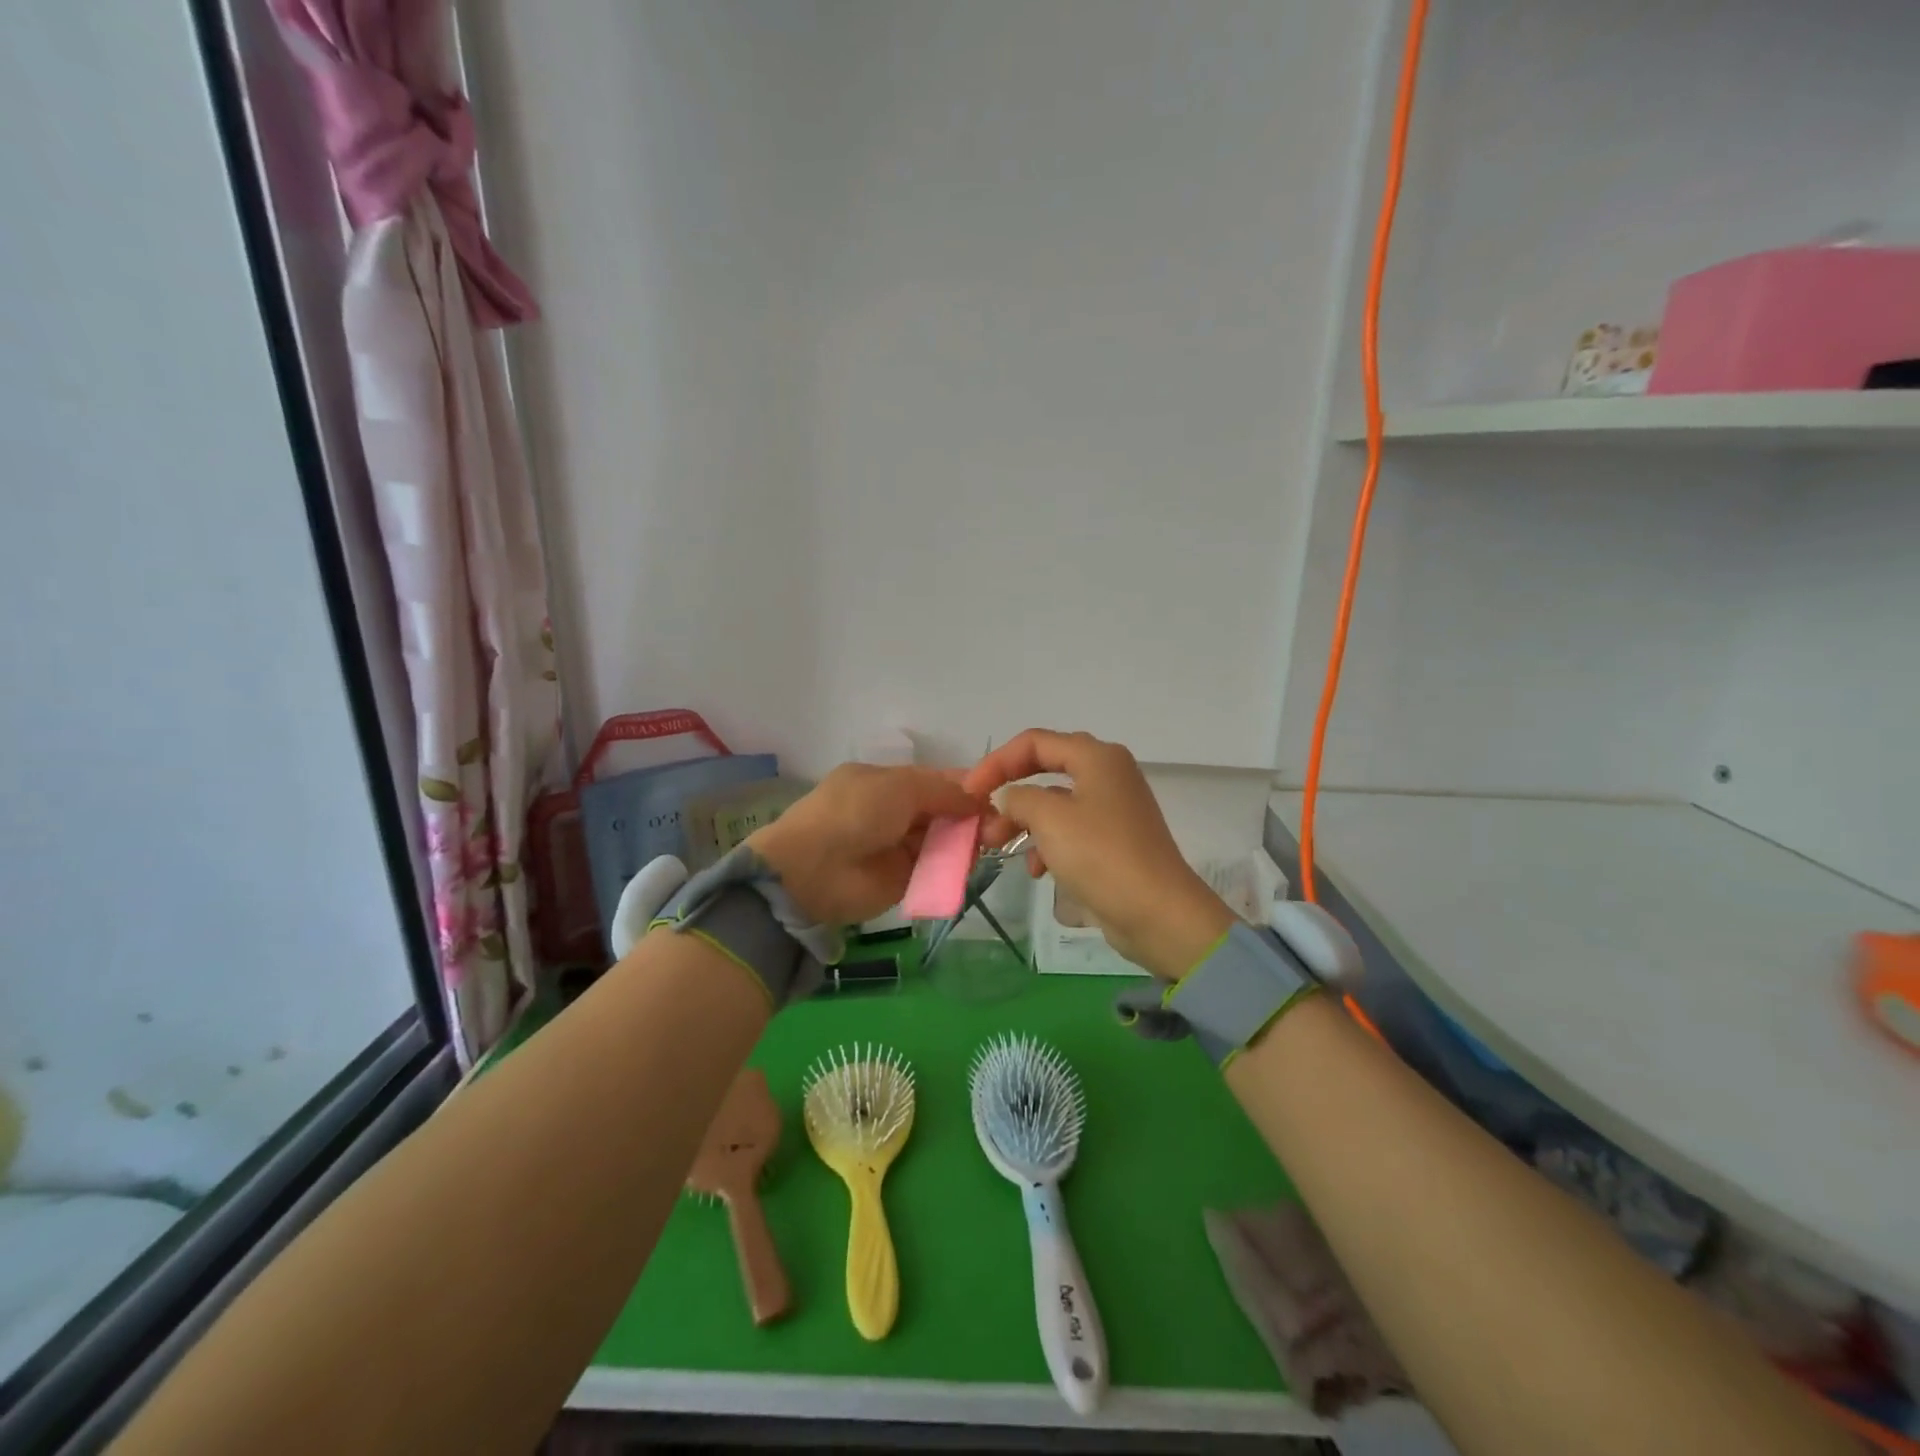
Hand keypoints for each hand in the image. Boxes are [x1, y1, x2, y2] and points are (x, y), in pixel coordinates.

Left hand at [747, 765, 984, 926]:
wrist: (812, 870)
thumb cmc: (854, 814)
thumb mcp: (900, 786)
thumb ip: (943, 790)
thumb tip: (978, 797)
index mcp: (886, 782)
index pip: (935, 780)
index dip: (964, 786)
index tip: (995, 795)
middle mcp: (894, 811)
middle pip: (943, 811)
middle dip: (969, 816)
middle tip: (996, 826)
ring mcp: (898, 846)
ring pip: (943, 840)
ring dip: (964, 842)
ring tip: (985, 845)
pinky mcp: (903, 880)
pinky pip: (936, 870)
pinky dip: (953, 868)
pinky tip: (969, 865)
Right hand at [964, 729, 1234, 979]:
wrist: (1158, 913)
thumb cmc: (1101, 855)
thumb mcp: (1049, 819)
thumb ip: (1018, 797)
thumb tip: (1007, 797)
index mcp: (1097, 757)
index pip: (1034, 742)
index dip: (996, 763)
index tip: (968, 792)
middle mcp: (1108, 774)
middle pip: (1044, 770)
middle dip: (1009, 795)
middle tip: (981, 820)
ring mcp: (1113, 809)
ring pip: (1055, 805)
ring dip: (1024, 823)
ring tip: (998, 848)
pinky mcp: (1115, 841)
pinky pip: (1070, 831)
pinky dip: (1048, 845)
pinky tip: (1038, 871)